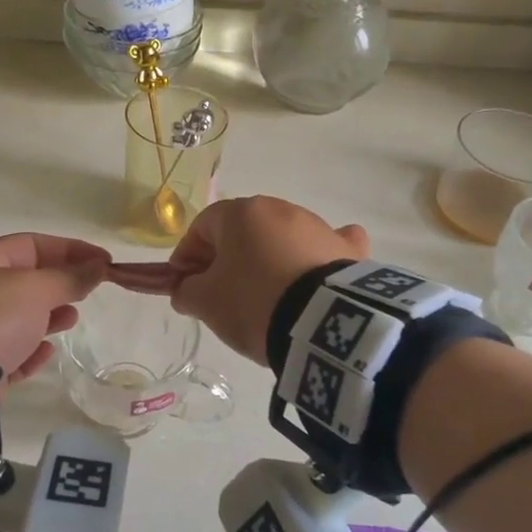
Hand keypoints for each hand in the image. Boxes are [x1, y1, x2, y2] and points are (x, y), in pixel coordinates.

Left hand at [0, 233, 109, 384]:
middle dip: (59, 283)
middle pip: (24, 281)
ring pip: (17, 317)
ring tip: (72, 319)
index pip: (30, 245)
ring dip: (48, 316)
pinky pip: (9, 352)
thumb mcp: (36, 289)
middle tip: (88, 291)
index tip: (102, 260)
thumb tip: (98, 267)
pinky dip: (31, 350)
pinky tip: (47, 351)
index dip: (69, 248)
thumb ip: (70, 277)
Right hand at [166, 197, 368, 364]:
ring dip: (268, 260)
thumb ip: (186, 291)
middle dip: (228, 258)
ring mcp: (319, 226)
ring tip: (266, 299)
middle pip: (243, 231)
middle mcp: (280, 209)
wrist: (324, 323)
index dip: (187, 256)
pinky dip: (316, 258)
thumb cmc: (253, 302)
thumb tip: (185, 289)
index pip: (202, 226)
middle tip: (222, 294)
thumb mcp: (206, 302)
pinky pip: (326, 246)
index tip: (184, 286)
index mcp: (242, 213)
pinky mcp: (347, 249)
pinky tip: (314, 277)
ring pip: (282, 239)